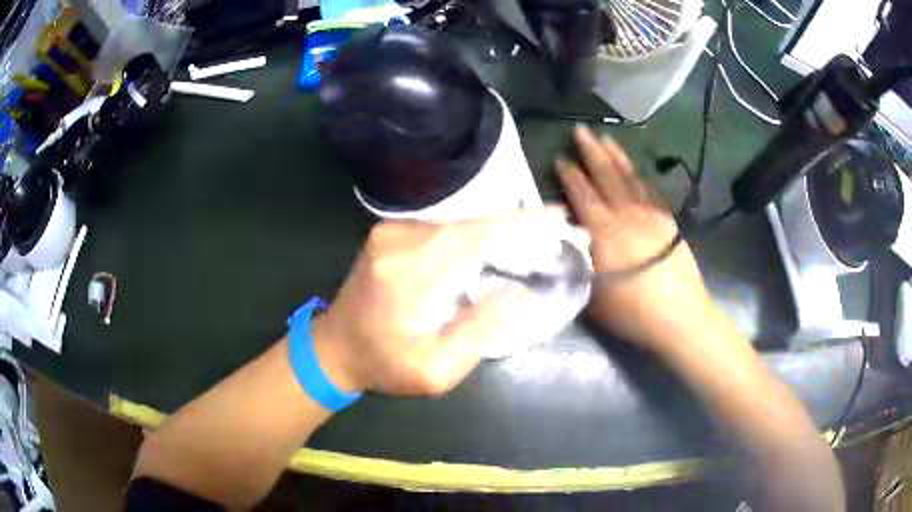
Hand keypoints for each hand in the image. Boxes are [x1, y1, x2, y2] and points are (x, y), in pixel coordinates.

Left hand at [311, 209, 567, 395]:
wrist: (333, 347)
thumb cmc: (384, 366)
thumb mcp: (435, 371)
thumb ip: (476, 332)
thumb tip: (516, 293)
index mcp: (408, 277)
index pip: (474, 238)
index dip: (520, 225)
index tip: (557, 218)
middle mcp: (397, 243)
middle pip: (469, 223)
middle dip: (517, 223)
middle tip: (556, 225)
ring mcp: (390, 232)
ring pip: (457, 221)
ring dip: (496, 227)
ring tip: (533, 235)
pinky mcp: (389, 232)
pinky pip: (442, 226)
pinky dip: (473, 231)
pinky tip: (495, 240)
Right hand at [558, 126, 714, 351]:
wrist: (680, 317)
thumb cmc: (633, 312)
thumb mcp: (593, 297)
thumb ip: (578, 265)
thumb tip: (565, 244)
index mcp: (605, 232)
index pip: (582, 195)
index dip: (569, 175)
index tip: (559, 157)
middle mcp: (627, 215)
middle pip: (606, 176)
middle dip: (591, 151)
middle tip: (579, 130)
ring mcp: (650, 215)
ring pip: (629, 178)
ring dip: (615, 156)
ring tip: (605, 138)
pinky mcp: (668, 221)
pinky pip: (650, 191)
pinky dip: (639, 176)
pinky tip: (634, 168)